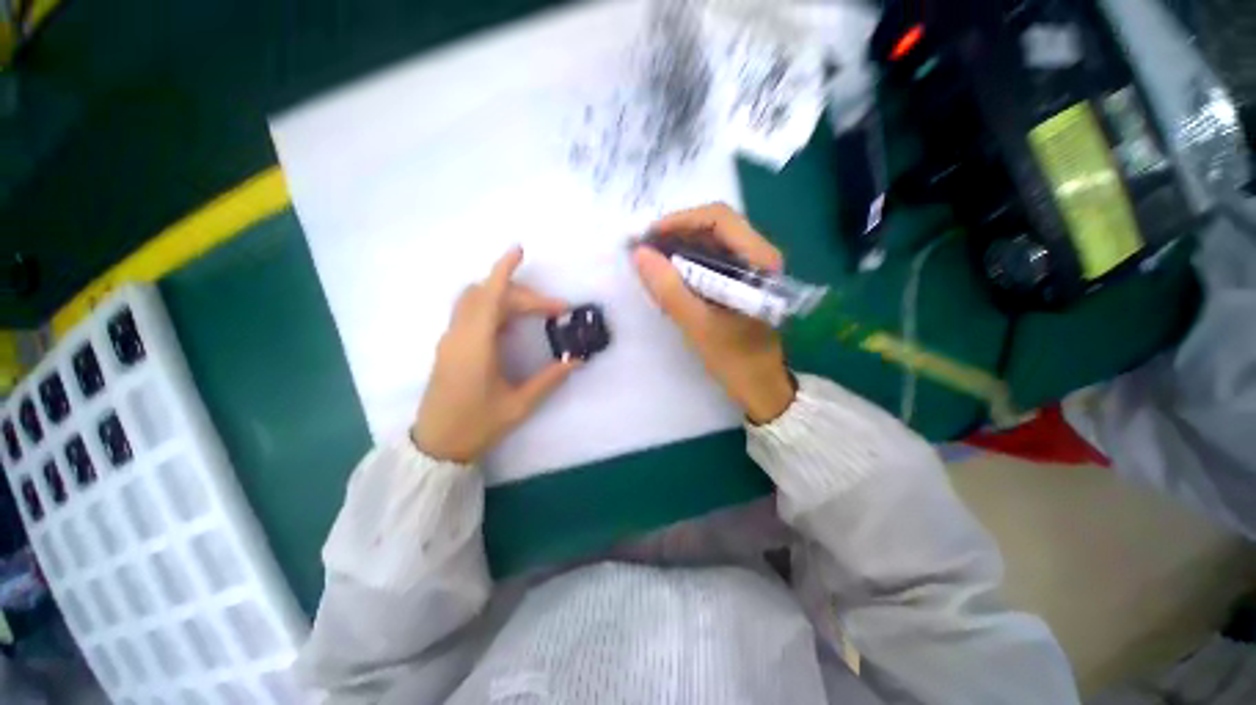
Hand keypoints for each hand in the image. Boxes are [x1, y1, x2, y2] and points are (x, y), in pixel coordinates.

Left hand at [412, 247, 576, 462]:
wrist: (436, 445)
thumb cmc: (477, 425)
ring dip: (505, 297)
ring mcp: (451, 339)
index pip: (490, 296)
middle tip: (555, 311)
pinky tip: (512, 323)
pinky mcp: (449, 346)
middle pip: (488, 295)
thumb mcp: (519, 405)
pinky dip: (493, 307)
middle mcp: (459, 335)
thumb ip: (549, 379)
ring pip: (476, 300)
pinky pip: (470, 313)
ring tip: (534, 311)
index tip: (519, 250)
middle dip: (523, 295)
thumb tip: (577, 360)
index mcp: (476, 346)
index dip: (504, 270)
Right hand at [633, 203, 794, 423]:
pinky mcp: (740, 282)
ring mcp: (750, 268)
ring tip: (652, 265)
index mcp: (760, 260)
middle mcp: (759, 255)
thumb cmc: (736, 359)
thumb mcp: (698, 326)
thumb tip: (639, 254)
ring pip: (709, 243)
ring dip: (678, 248)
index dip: (680, 220)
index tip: (648, 237)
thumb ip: (669, 289)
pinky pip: (710, 261)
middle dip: (676, 234)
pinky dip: (686, 264)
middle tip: (645, 251)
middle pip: (713, 227)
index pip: (719, 218)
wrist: (761, 387)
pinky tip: (670, 279)